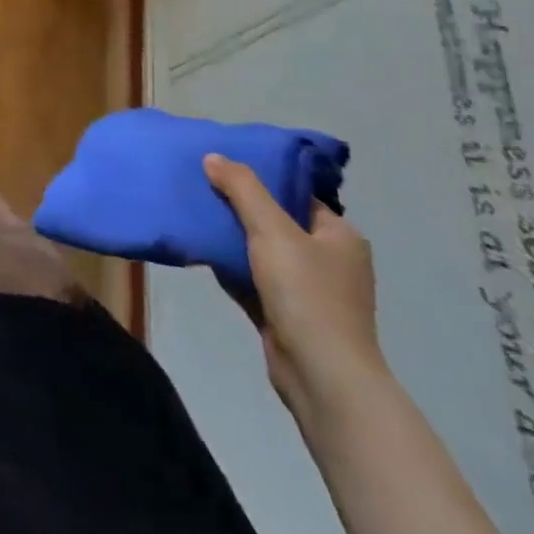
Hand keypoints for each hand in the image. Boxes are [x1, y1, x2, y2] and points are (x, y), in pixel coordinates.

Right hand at [204, 154, 386, 417]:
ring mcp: (309, 291)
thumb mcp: (272, 229)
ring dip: (231, 237)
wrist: (321, 377)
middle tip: (201, 186)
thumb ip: (242, 188)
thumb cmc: (307, 294)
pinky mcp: (286, 315)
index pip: (296, 194)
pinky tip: (201, 251)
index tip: (222, 166)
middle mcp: (329, 260)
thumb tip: (214, 157)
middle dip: (239, 206)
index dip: (260, 178)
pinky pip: (252, 279)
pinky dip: (229, 266)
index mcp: (339, 236)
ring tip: (194, 213)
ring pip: (261, 251)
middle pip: (275, 221)